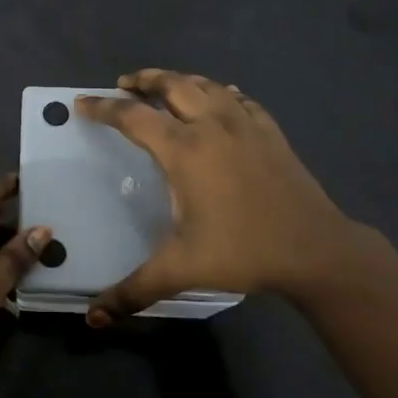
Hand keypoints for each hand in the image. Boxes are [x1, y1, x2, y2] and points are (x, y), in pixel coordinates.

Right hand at [77, 70, 367, 323]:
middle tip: (124, 83)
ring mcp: (246, 125)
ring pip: (207, 85)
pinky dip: (222, 93)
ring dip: (180, 80)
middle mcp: (212, 126)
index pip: (133, 117)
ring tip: (165, 85)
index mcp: (184, 151)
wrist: (315, 249)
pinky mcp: (271, 133)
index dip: (103, 108)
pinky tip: (223, 98)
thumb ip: (133, 291)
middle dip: (144, 79)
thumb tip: (92, 318)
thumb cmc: (242, 252)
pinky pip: (241, 100)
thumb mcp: (181, 270)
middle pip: (172, 85)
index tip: (82, 102)